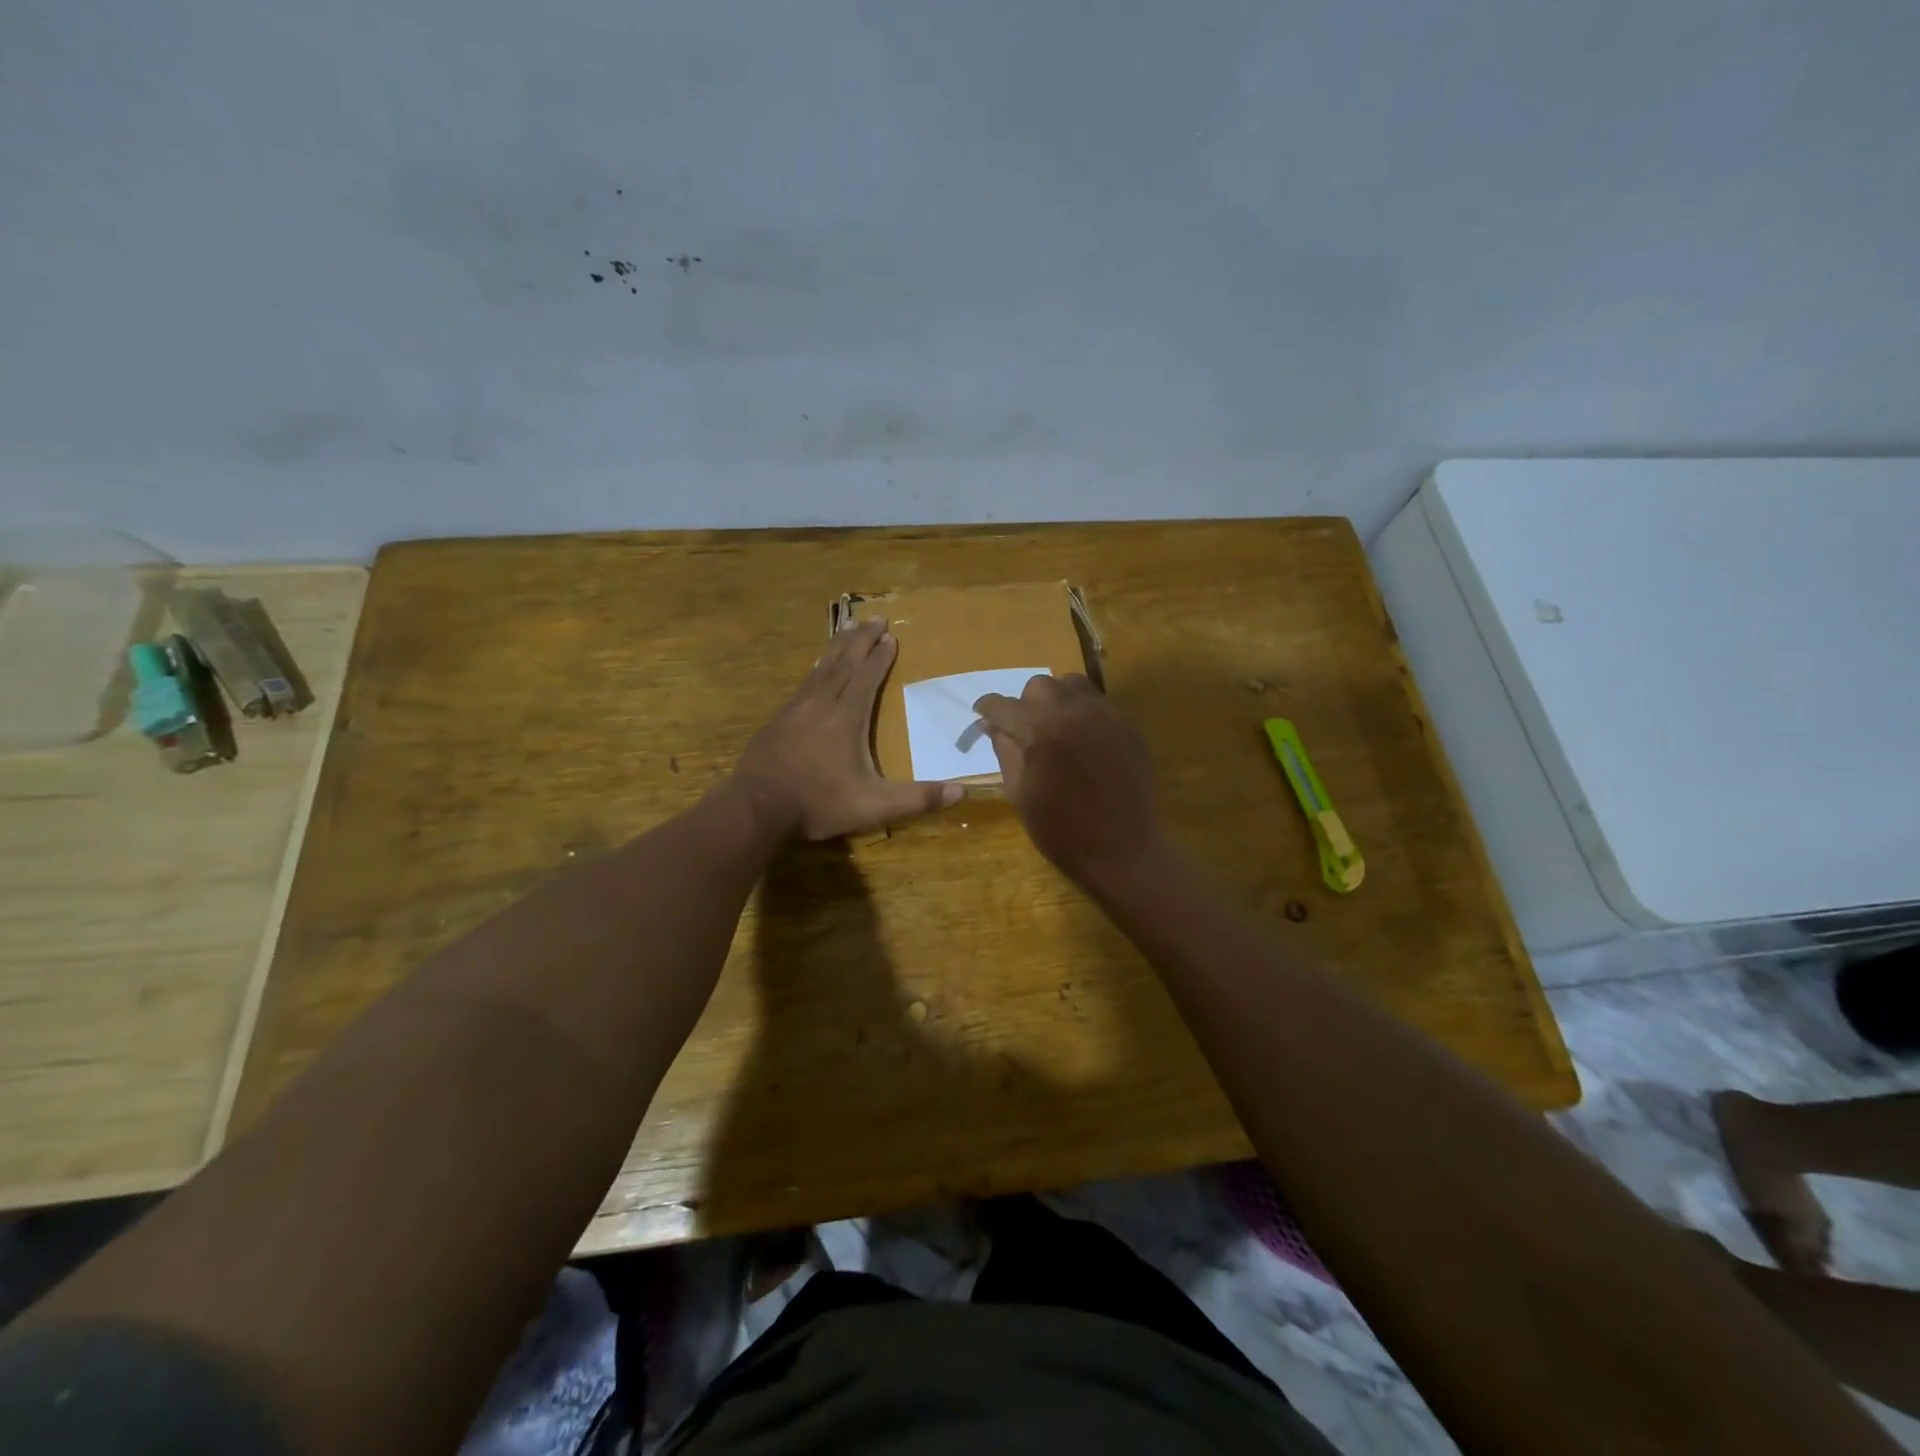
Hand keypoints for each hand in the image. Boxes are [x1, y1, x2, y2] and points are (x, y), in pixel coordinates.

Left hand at [734, 619, 961, 839]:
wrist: (756, 807)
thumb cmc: (819, 803)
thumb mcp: (874, 806)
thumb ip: (917, 799)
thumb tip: (962, 794)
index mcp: (847, 717)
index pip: (868, 677)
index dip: (881, 656)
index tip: (892, 636)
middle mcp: (822, 703)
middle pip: (844, 662)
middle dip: (862, 639)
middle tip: (875, 617)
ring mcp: (796, 708)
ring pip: (821, 667)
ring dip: (837, 646)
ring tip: (847, 627)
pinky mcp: (778, 719)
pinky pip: (803, 682)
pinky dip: (816, 667)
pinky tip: (815, 667)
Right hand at [972, 674, 1166, 889]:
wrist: (1123, 850)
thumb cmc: (1061, 831)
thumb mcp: (1020, 793)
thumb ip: (1005, 751)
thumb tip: (992, 725)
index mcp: (1041, 731)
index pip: (1004, 706)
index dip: (988, 709)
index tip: (982, 714)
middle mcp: (1074, 712)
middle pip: (1039, 687)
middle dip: (1024, 704)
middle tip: (1023, 730)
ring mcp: (1105, 715)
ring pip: (1071, 685)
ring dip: (1055, 700)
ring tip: (1054, 727)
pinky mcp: (1127, 725)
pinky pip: (1097, 702)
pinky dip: (1081, 712)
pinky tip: (1081, 740)